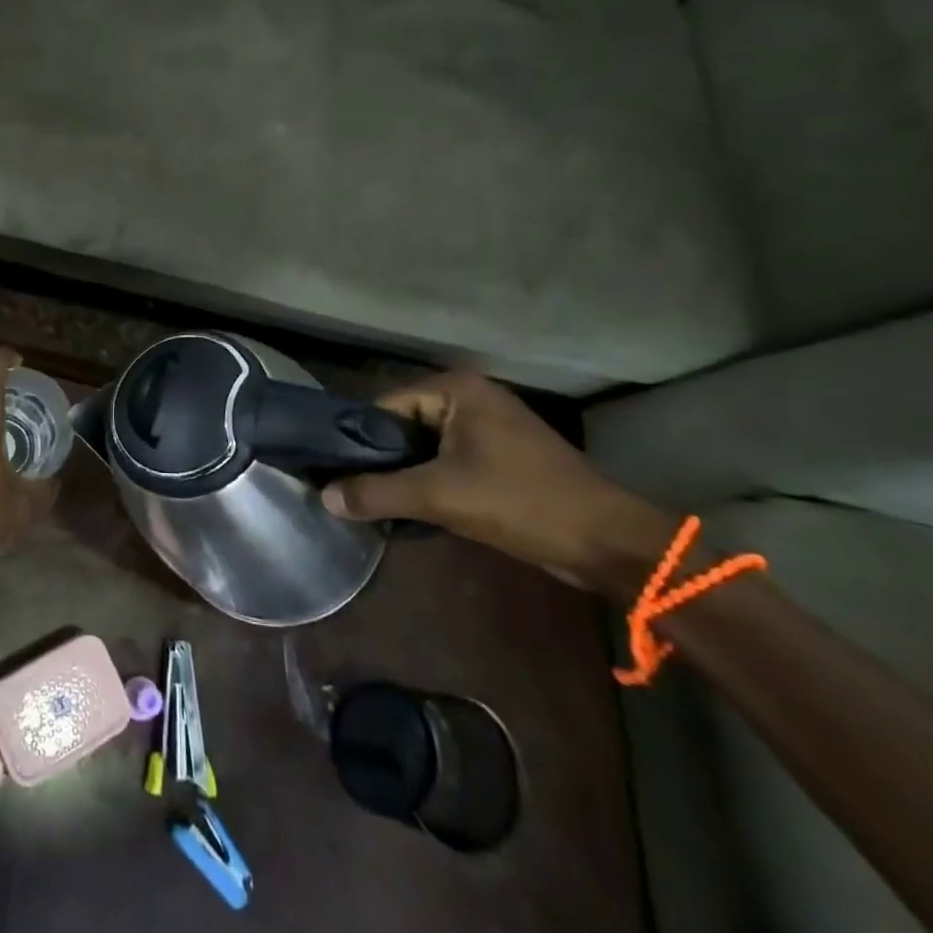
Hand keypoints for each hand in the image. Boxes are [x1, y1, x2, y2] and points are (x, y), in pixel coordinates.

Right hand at [321, 371, 675, 596]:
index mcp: (457, 389)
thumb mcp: (440, 497)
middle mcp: (472, 398)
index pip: (387, 405)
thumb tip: (324, 497)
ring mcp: (491, 428)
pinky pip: (450, 462)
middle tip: (355, 492)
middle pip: (406, 426)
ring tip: (380, 504)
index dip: (361, 439)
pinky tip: (415, 510)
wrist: (608, 543)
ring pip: (428, 447)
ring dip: (408, 475)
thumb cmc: (521, 502)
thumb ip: (378, 493)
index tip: (336, 471)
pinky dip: (433, 483)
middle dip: (384, 461)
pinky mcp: (503, 457)